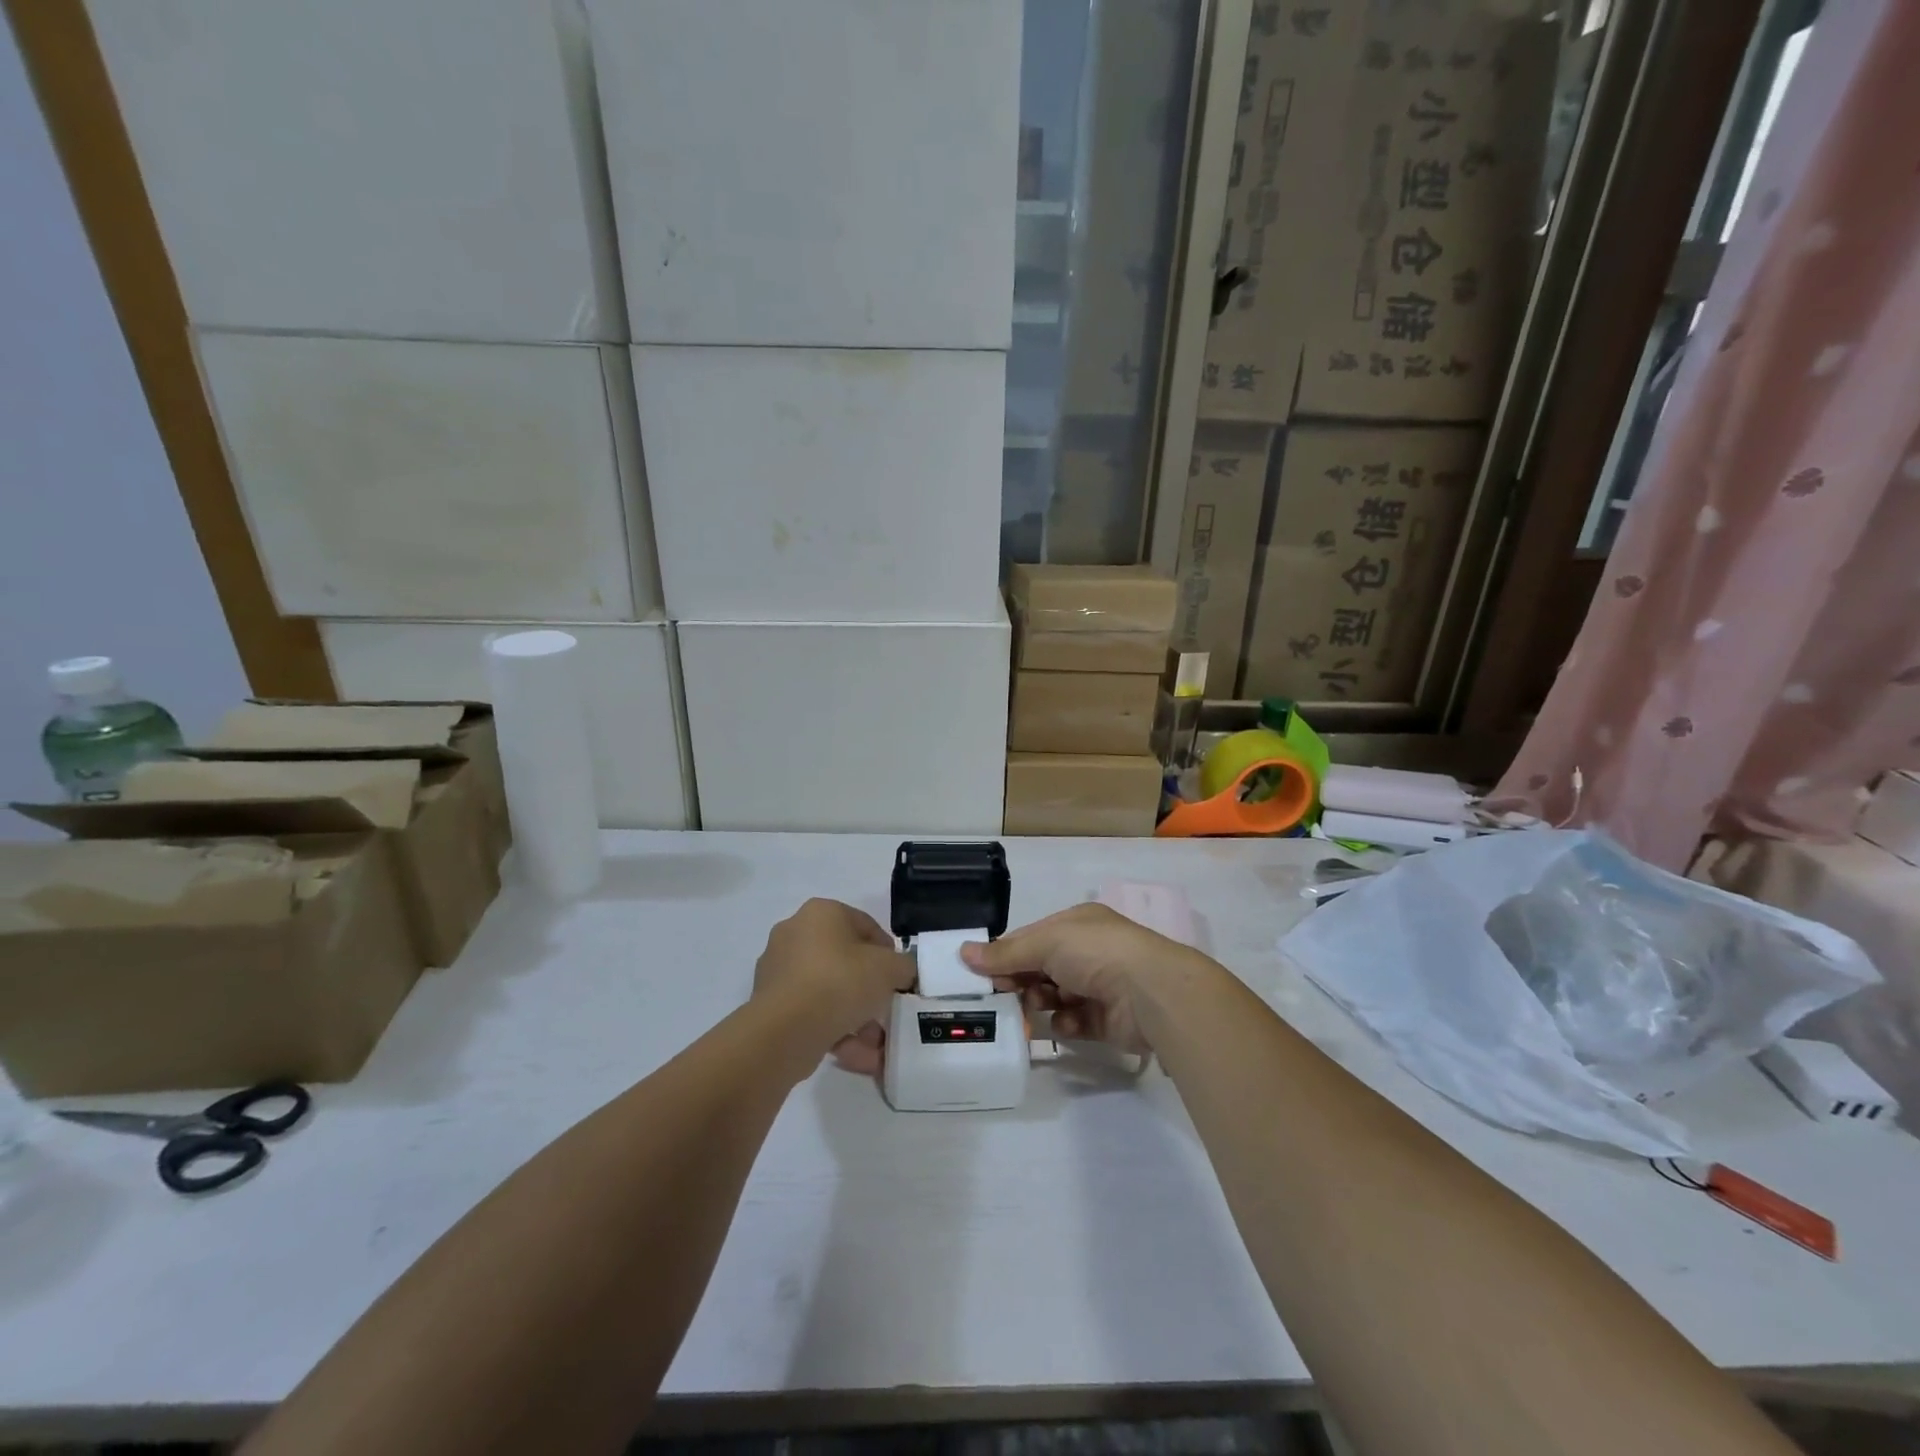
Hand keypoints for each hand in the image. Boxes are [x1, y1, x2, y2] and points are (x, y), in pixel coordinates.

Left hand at [752, 899, 912, 1062]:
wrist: (786, 1030)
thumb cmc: (841, 981)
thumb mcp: (890, 969)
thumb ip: (903, 966)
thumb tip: (902, 972)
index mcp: (821, 913)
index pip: (865, 926)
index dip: (888, 952)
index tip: (899, 978)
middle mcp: (795, 934)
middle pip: (845, 961)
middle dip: (869, 990)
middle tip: (887, 1010)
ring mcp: (778, 971)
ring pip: (829, 991)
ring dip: (855, 1017)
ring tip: (876, 1044)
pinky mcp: (770, 1006)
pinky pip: (812, 1013)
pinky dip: (834, 1031)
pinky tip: (858, 1055)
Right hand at [959, 903, 1216, 1052]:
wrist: (1150, 993)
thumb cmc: (1096, 953)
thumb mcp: (1046, 943)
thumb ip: (1006, 952)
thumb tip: (964, 953)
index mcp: (1076, 924)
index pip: (1032, 937)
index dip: (1006, 954)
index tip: (980, 974)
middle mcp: (1088, 951)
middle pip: (1041, 968)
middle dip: (1020, 982)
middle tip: (998, 998)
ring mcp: (1100, 985)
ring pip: (1055, 996)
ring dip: (1040, 1004)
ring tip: (1031, 1012)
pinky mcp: (1108, 1020)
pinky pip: (1075, 1022)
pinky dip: (1065, 1024)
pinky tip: (1063, 1024)